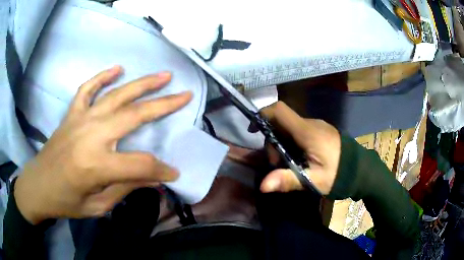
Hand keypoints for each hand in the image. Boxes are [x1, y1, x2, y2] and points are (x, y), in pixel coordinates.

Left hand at [14, 66, 191, 223]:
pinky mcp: (71, 114)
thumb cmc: (66, 201)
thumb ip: (125, 188)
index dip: (160, 170)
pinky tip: (118, 69)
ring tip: (163, 76)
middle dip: (163, 105)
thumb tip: (154, 178)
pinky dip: (103, 77)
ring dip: (142, 84)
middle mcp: (90, 136)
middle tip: (185, 96)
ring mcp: (79, 120)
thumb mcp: (98, 206)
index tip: (174, 174)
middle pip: (133, 116)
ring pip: (116, 96)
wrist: (38, 185)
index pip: (140, 165)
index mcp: (96, 166)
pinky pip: (88, 89)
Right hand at [259, 101, 340, 194]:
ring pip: (290, 128)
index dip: (263, 114)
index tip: (253, 130)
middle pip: (282, 122)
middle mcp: (311, 124)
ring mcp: (317, 126)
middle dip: (273, 141)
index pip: (280, 110)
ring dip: (282, 143)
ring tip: (289, 165)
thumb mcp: (314, 180)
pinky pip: (300, 131)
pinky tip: (298, 159)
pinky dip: (292, 143)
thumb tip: (263, 185)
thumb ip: (289, 180)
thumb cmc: (339, 175)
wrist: (361, 170)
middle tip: (278, 164)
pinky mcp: (321, 131)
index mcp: (308, 132)